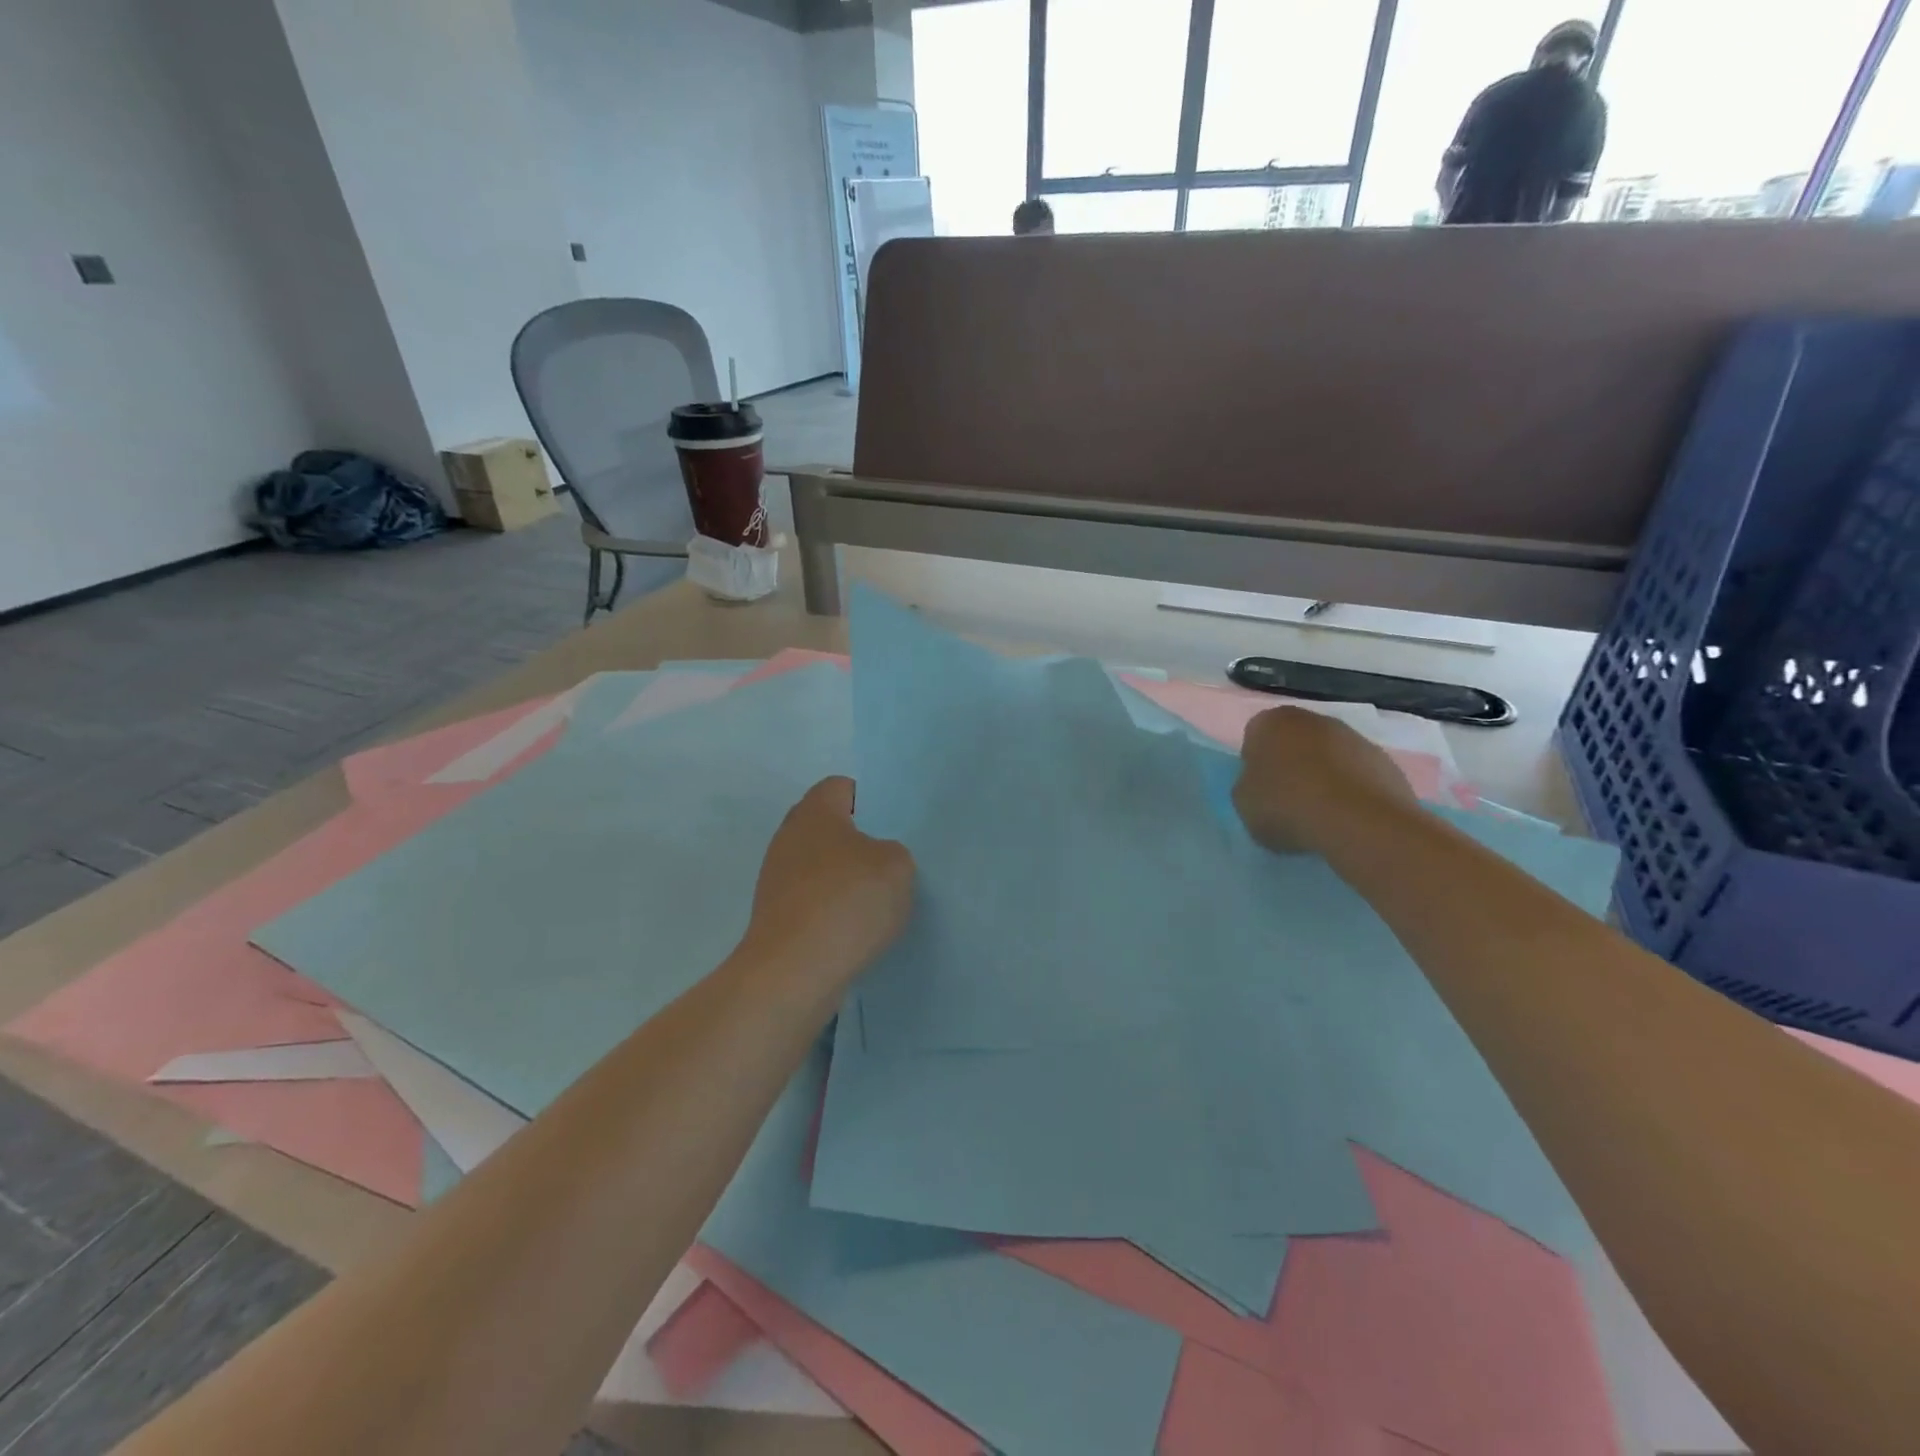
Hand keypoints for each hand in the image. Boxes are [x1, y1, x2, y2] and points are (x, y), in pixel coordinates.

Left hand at [741, 777, 914, 991]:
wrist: (793, 972)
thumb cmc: (847, 903)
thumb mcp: (897, 866)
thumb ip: (893, 852)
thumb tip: (875, 861)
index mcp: (815, 812)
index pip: (842, 787)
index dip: (870, 801)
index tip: (895, 825)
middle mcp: (789, 836)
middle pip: (828, 827)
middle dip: (859, 841)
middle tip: (891, 861)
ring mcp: (777, 878)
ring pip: (820, 865)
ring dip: (845, 879)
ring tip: (878, 900)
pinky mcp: (775, 915)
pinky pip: (812, 900)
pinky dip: (832, 909)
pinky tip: (856, 929)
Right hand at [1233, 707, 1416, 854]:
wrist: (1359, 821)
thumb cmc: (1287, 806)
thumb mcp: (1243, 803)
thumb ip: (1248, 786)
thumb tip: (1263, 785)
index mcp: (1272, 722)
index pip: (1255, 736)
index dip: (1255, 764)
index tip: (1260, 790)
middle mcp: (1314, 719)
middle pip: (1295, 741)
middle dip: (1292, 764)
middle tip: (1288, 800)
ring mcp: (1355, 738)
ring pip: (1330, 756)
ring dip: (1324, 776)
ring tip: (1321, 814)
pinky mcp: (1386, 761)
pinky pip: (1358, 775)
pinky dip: (1352, 791)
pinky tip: (1348, 817)